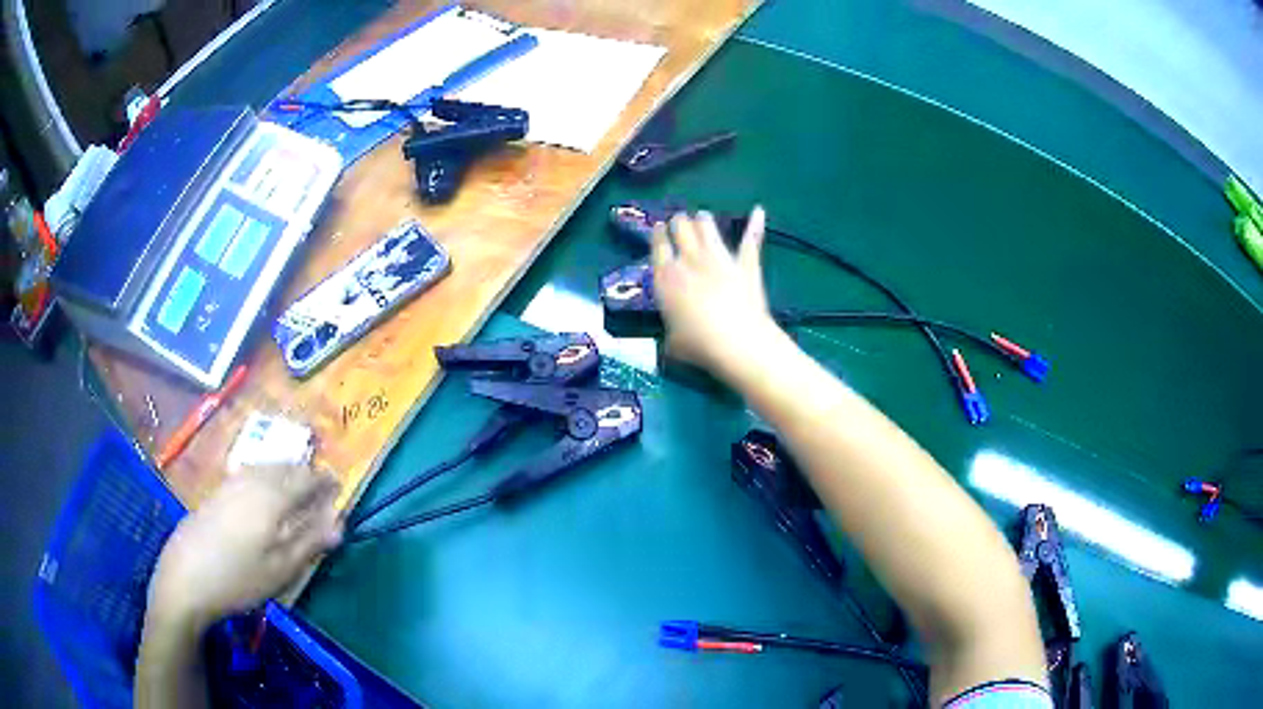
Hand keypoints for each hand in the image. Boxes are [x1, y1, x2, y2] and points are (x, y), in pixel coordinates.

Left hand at [148, 465, 342, 630]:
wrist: (186, 576)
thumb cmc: (239, 578)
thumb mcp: (281, 569)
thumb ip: (310, 542)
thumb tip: (340, 523)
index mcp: (273, 497)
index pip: (306, 479)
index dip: (325, 481)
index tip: (339, 487)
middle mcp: (253, 480)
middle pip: (285, 467)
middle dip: (305, 474)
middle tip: (320, 490)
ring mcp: (231, 483)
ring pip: (266, 467)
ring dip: (285, 473)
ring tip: (295, 489)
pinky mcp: (217, 492)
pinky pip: (250, 473)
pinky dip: (265, 476)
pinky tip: (262, 492)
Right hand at [651, 207, 781, 378]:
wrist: (737, 343)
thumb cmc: (698, 345)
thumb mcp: (672, 342)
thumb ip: (671, 332)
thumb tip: (674, 337)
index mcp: (666, 277)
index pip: (658, 245)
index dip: (658, 235)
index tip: (660, 230)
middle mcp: (689, 260)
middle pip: (681, 228)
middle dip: (679, 224)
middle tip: (680, 225)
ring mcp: (719, 258)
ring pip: (707, 227)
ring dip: (703, 221)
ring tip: (702, 219)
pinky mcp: (745, 264)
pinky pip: (751, 239)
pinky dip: (755, 224)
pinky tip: (758, 211)